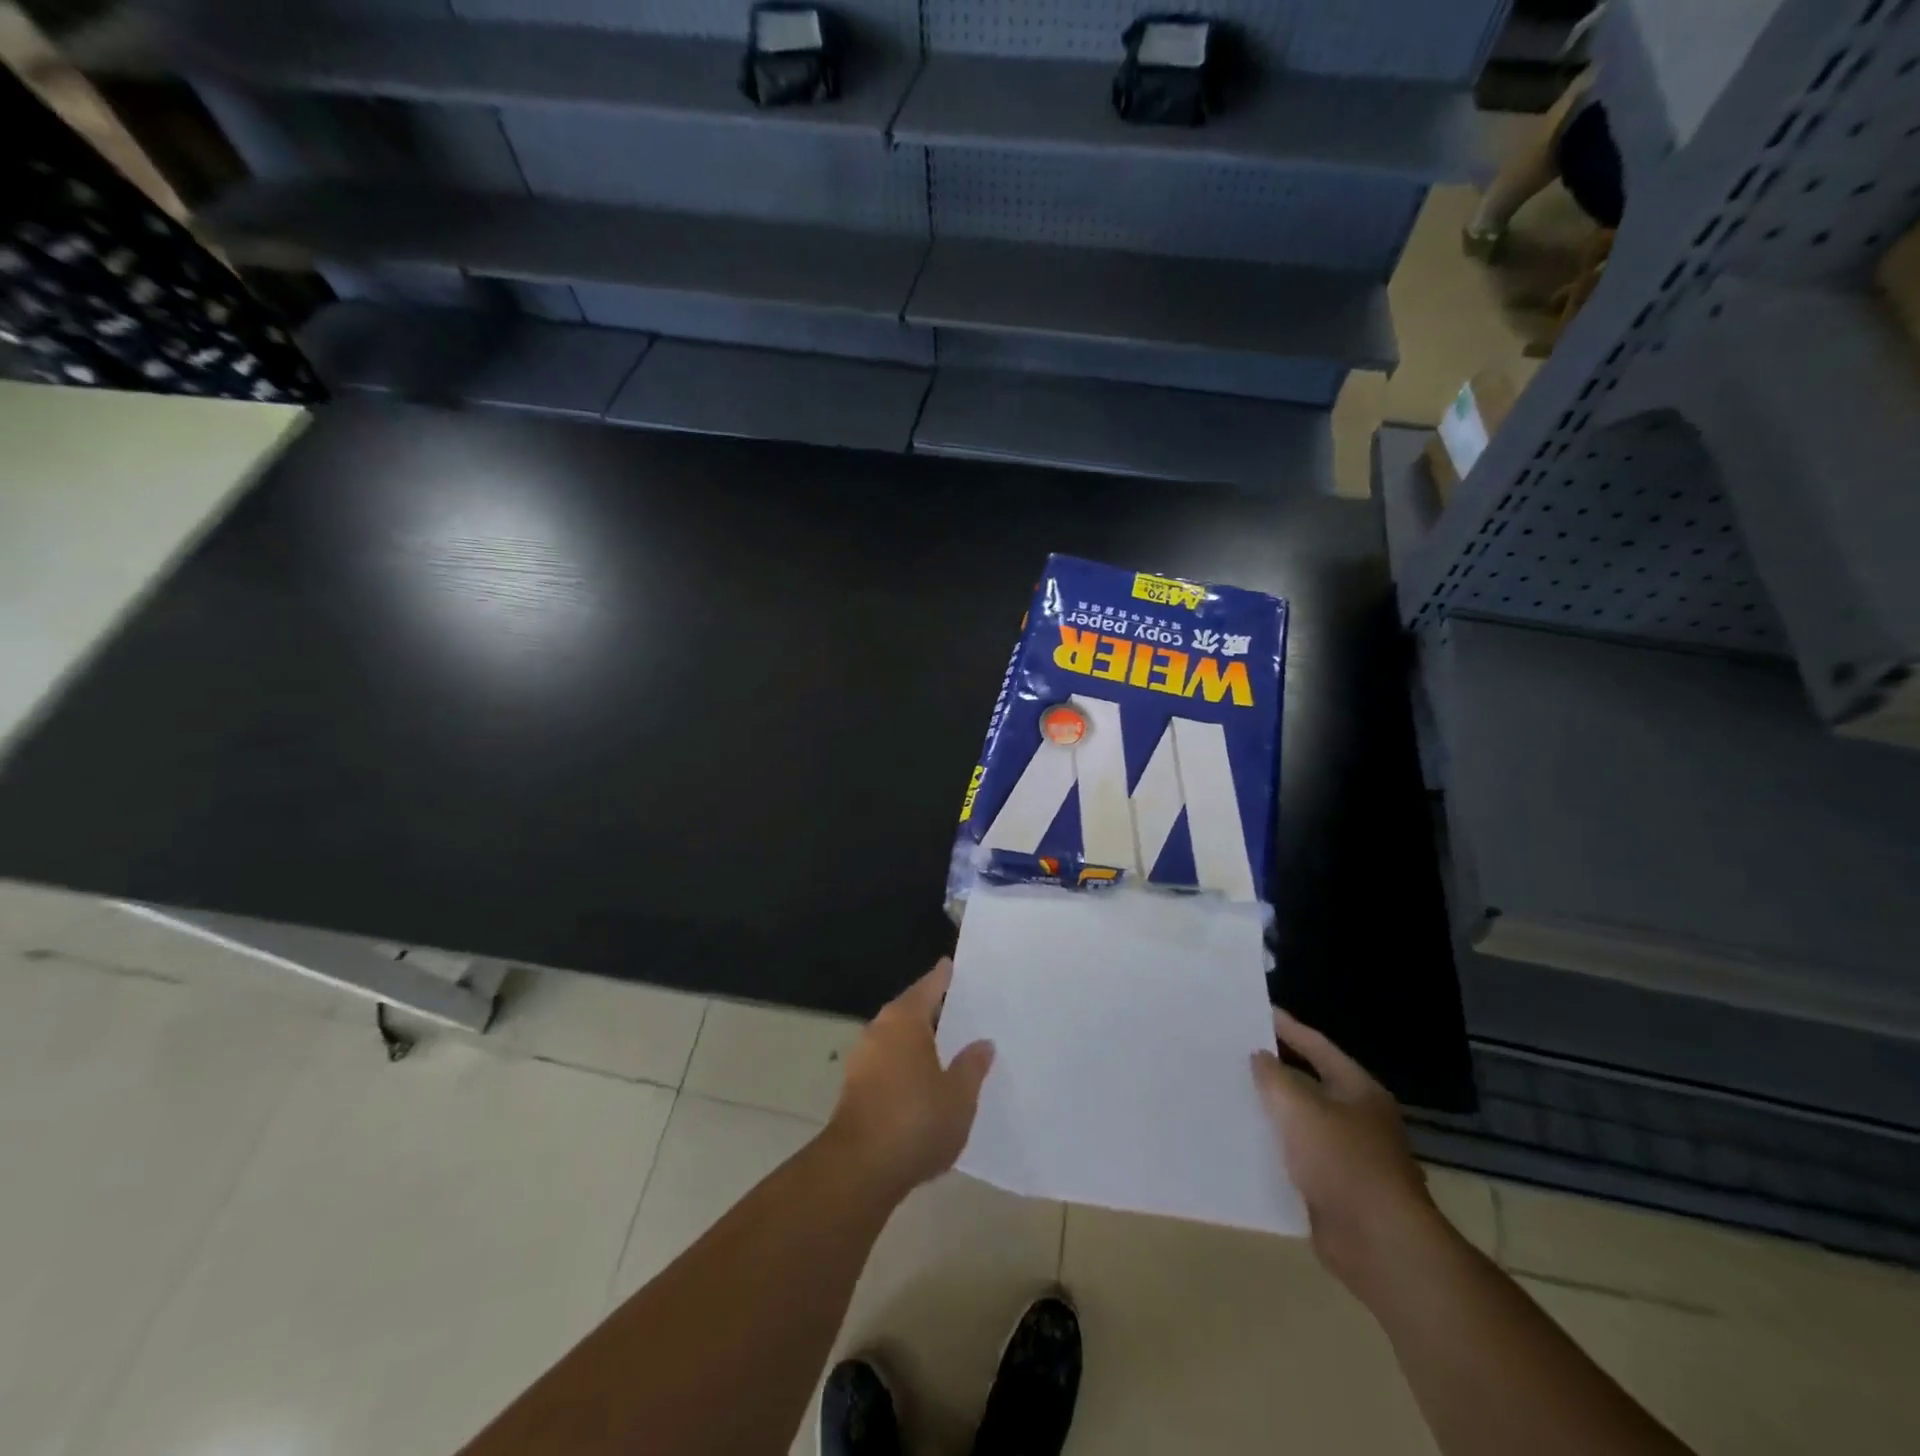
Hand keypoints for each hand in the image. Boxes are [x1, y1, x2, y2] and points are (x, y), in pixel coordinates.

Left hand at [828, 957, 994, 1199]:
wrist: (859, 1169)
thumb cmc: (916, 1121)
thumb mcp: (958, 1096)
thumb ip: (972, 1066)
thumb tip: (983, 1043)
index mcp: (904, 1020)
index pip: (929, 987)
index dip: (944, 977)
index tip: (954, 966)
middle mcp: (879, 1030)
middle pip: (910, 1010)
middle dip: (933, 1011)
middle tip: (962, 1010)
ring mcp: (863, 1059)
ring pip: (897, 1038)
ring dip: (919, 1041)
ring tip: (948, 1047)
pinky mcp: (855, 1088)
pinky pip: (888, 1062)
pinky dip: (906, 1064)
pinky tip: (925, 1081)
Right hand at [1252, 1010, 1440, 1290]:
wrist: (1379, 1244)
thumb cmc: (1343, 1162)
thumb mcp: (1299, 1108)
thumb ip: (1274, 1077)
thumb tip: (1260, 1056)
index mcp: (1358, 1090)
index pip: (1318, 1046)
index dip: (1287, 1027)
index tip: (1256, 1011)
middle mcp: (1358, 1118)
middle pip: (1310, 1082)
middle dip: (1275, 1069)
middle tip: (1236, 1051)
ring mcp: (1348, 1155)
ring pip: (1302, 1121)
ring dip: (1272, 1110)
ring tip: (1231, 1092)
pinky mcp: (1335, 1188)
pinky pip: (1298, 1157)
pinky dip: (1274, 1147)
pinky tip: (1244, 1141)